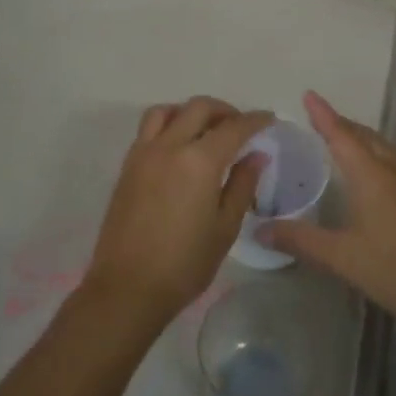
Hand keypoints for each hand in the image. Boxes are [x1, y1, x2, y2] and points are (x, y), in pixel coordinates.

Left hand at [80, 97, 272, 325]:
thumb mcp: (224, 227)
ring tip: (205, 131)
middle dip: (224, 111)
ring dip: (189, 112)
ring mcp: (143, 154)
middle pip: (198, 108)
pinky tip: (179, 149)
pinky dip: (168, 125)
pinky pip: (148, 130)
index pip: (233, 127)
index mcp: (199, 161)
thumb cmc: (185, 264)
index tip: (269, 119)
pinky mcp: (127, 167)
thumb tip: (256, 155)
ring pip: (166, 111)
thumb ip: (242, 185)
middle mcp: (169, 147)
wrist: (128, 287)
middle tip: (240, 126)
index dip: (255, 120)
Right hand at [263, 91, 395, 326]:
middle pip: (366, 136)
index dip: (323, 115)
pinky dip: (379, 153)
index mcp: (372, 175)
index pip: (341, 135)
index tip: (309, 95)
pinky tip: (376, 171)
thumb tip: (260, 229)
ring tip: (344, 140)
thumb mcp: (342, 257)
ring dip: (363, 137)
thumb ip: (301, 239)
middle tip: (319, 120)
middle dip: (342, 124)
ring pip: (385, 147)